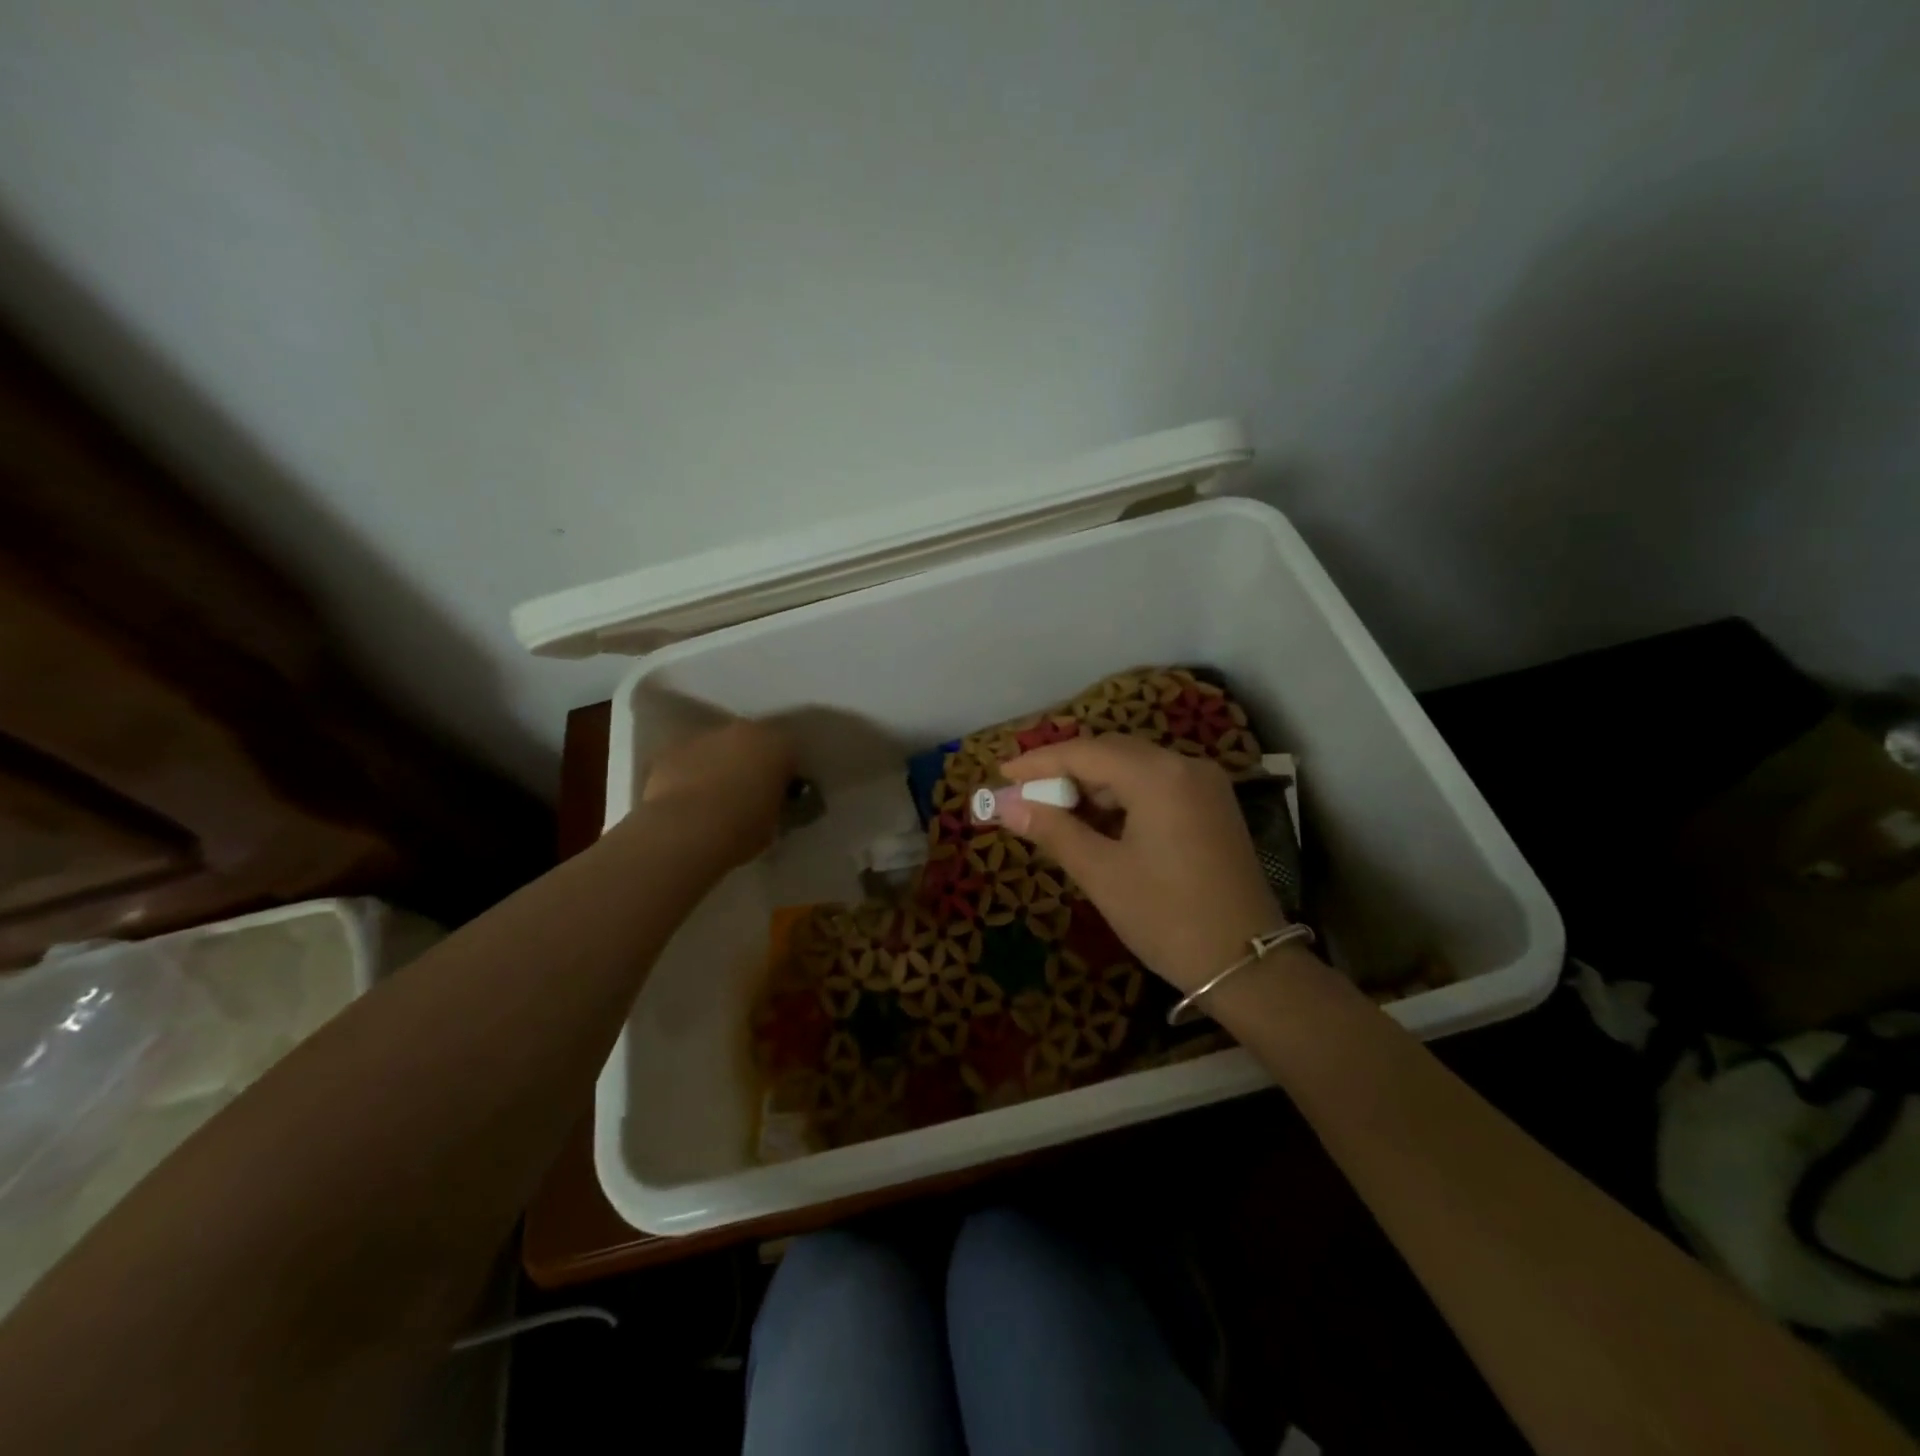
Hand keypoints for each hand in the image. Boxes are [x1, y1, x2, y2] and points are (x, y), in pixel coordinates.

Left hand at [640, 718, 796, 868]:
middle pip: (751, 743)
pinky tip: (685, 801)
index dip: (784, 776)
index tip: (778, 797)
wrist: (686, 832)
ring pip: (716, 748)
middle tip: (746, 795)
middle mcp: (743, 731)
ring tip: (712, 800)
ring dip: (717, 766)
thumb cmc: (742, 828)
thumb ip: (774, 804)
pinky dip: (687, 774)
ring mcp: (703, 737)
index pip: (789, 755)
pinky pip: (686, 760)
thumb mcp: (774, 823)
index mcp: (777, 746)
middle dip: (750, 763)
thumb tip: (767, 804)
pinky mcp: (670, 750)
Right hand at [999, 735, 1289, 991]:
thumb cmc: (1167, 918)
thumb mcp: (1102, 874)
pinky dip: (1123, 798)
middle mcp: (1186, 766)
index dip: (1040, 762)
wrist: (1249, 965)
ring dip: (1093, 785)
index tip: (1003, 774)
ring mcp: (1205, 785)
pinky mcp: (1213, 806)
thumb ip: (1053, 831)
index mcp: (1159, 776)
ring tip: (1056, 813)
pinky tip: (1099, 823)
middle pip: (1111, 753)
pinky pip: (1157, 786)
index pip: (1085, 753)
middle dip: (1066, 771)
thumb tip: (1006, 806)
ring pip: (1135, 768)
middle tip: (1025, 796)